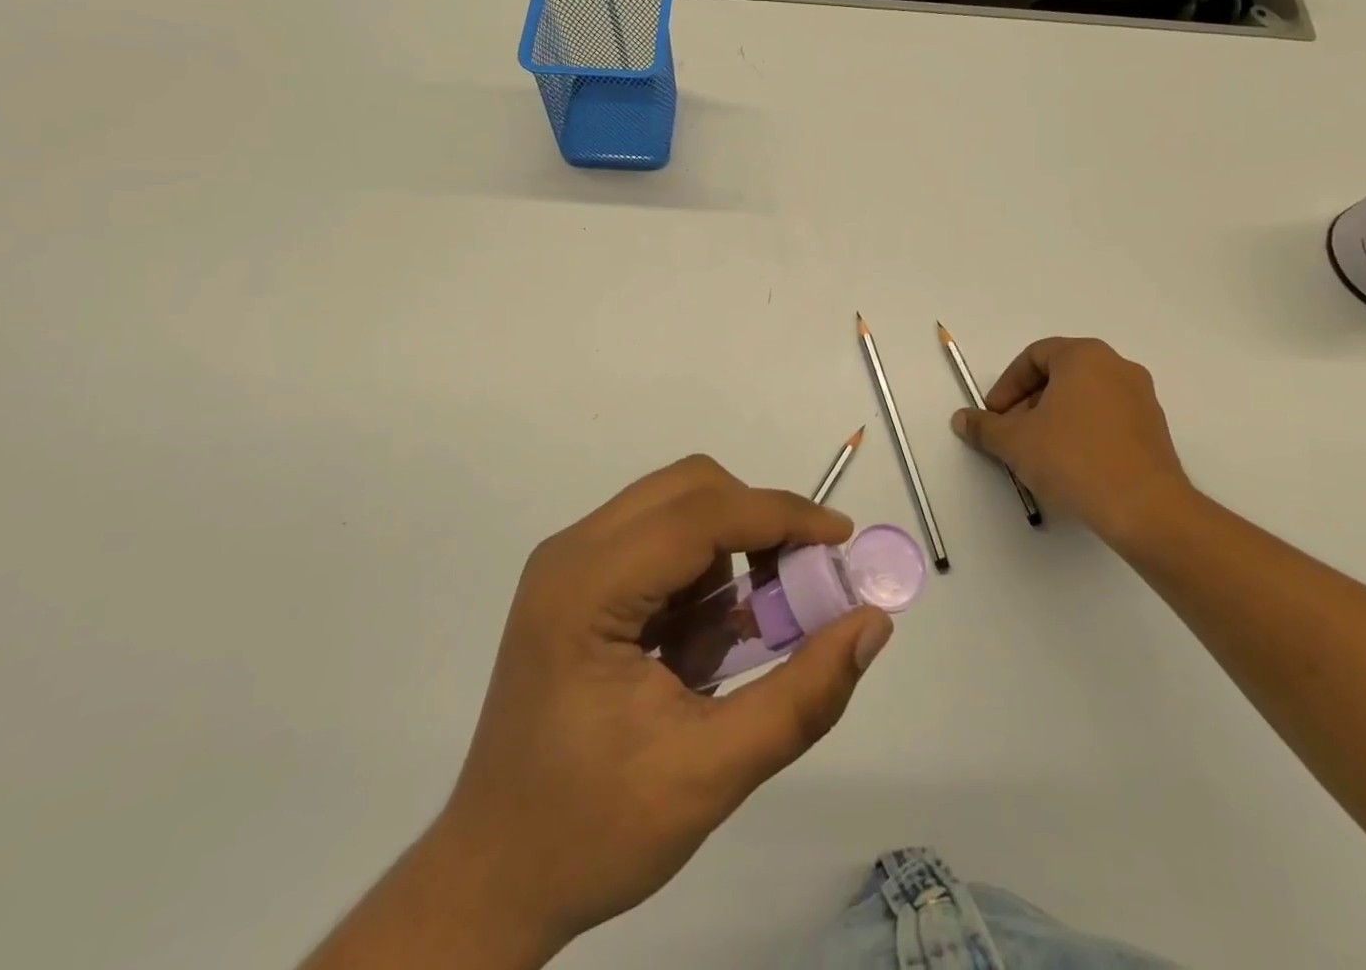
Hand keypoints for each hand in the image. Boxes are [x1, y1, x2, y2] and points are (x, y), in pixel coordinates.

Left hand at [436, 457, 892, 963]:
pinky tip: (702, 641)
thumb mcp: (710, 775)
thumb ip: (801, 697)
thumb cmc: (592, 831)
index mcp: (586, 590)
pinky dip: (702, 569)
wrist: (492, 877)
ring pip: (678, 505)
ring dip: (730, 549)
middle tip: (803, 583)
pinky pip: (660, 538)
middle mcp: (572, 553)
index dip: (782, 517)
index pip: (701, 515)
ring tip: (745, 632)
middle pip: (690, 489)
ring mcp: (568, 562)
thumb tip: (872, 624)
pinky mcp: (576, 580)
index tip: (842, 542)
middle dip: (758, 524)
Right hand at [951, 338, 1197, 552]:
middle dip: (1029, 403)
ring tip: (1038, 454)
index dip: (1007, 385)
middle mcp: (1117, 367)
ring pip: (1084, 398)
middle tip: (1012, 435)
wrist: (1145, 508)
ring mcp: (1141, 398)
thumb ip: (985, 427)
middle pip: (1060, 375)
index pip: (1034, 357)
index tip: (995, 416)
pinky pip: (1107, 419)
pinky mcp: (1154, 429)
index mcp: (1084, 356)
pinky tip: (1070, 466)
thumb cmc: (1073, 459)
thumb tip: (961, 419)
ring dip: (1054, 419)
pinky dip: (1082, 432)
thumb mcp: (1015, 442)